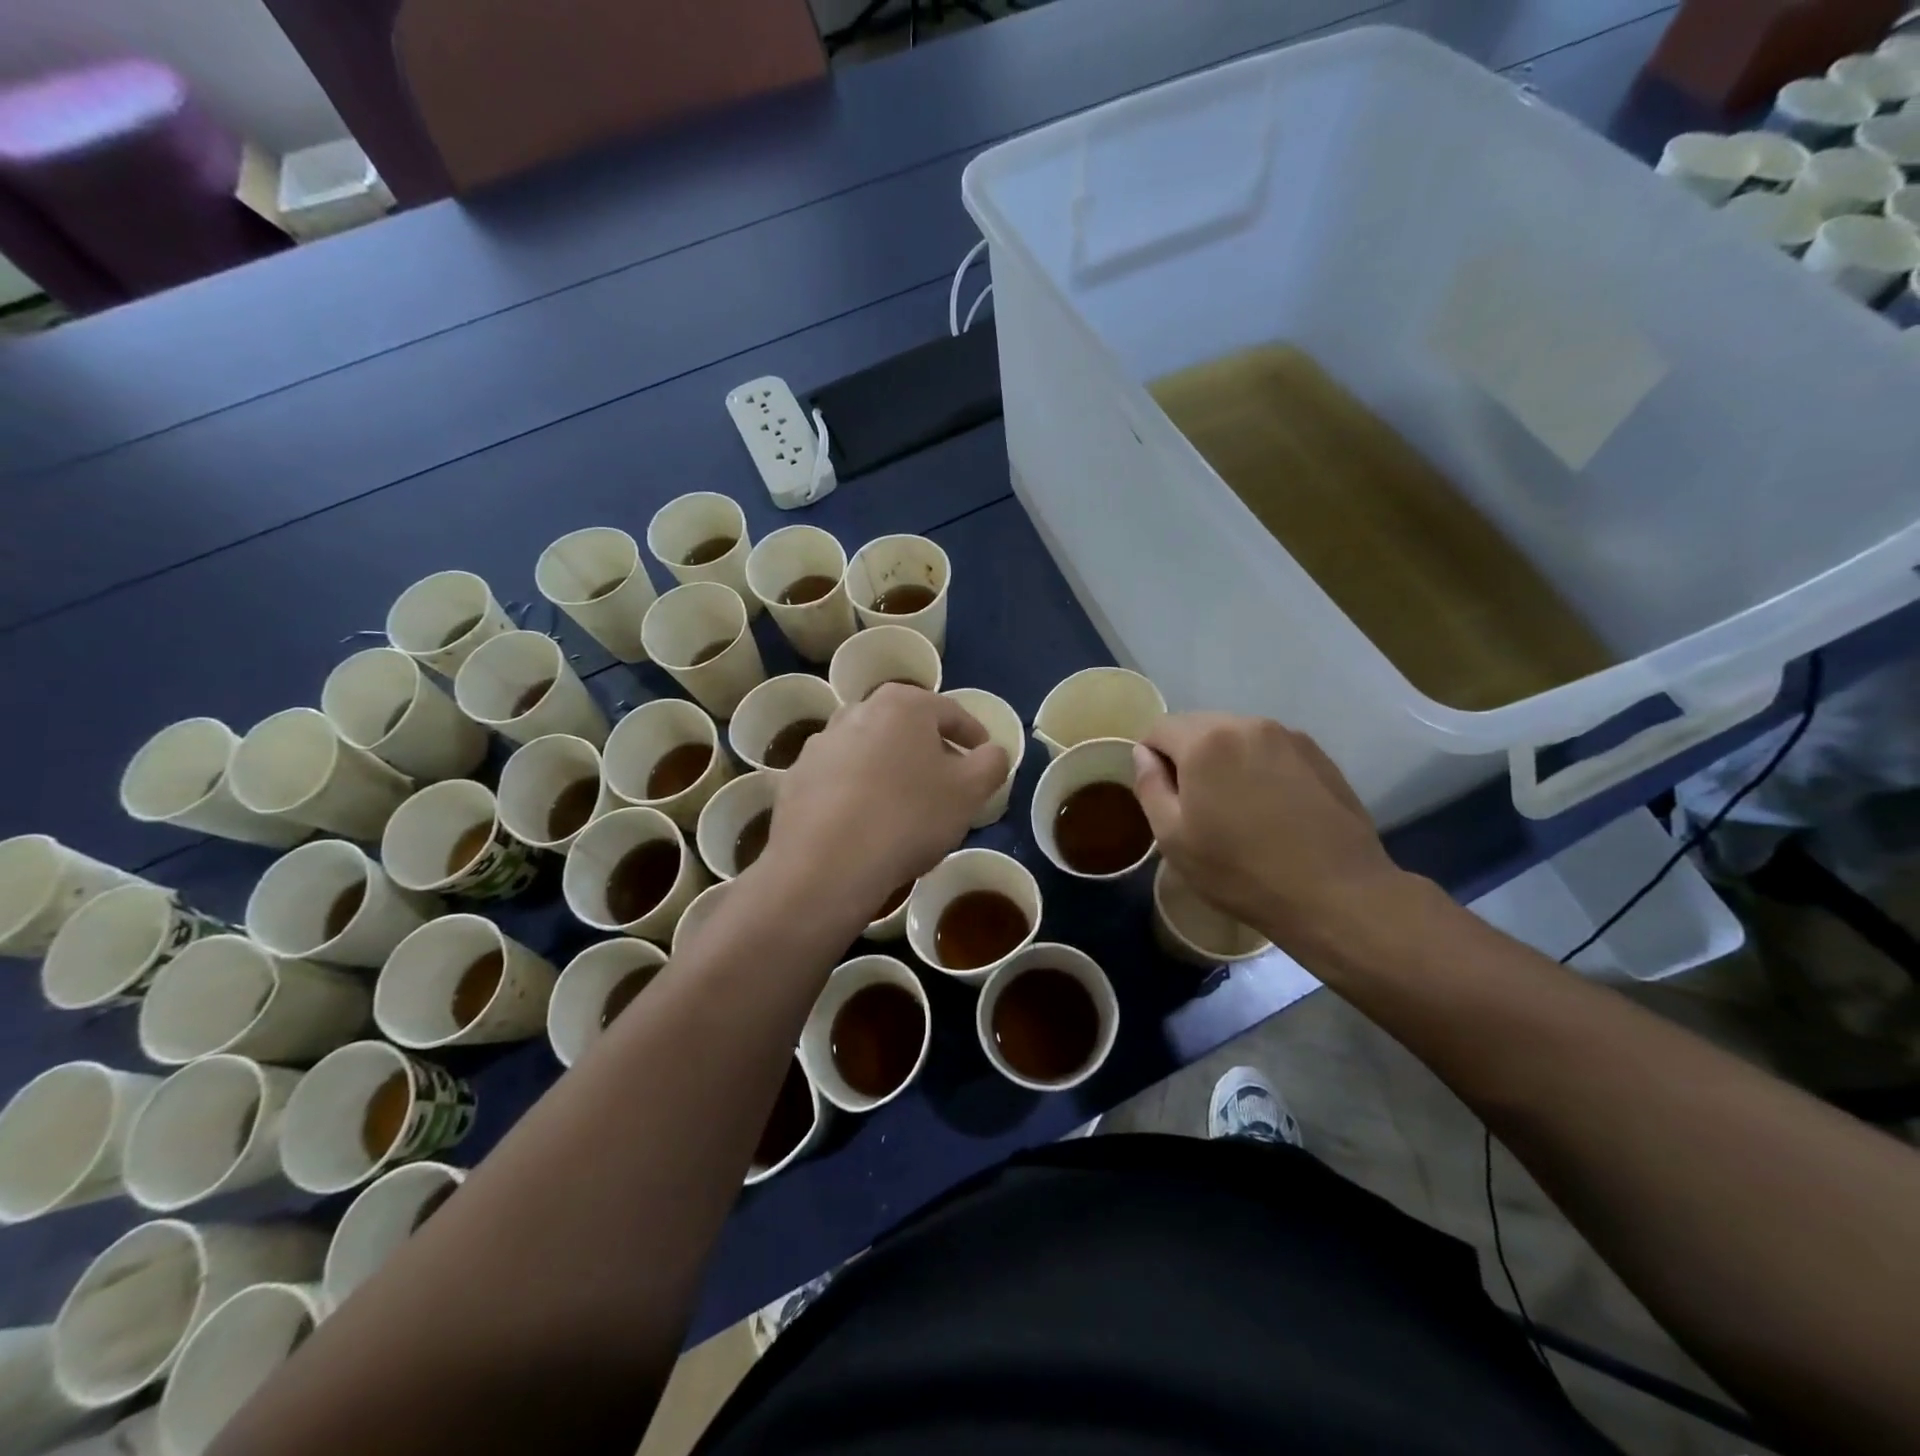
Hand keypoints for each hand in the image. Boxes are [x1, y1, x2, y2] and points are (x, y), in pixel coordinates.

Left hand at [762, 685, 1008, 919]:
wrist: (826, 864)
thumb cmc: (909, 817)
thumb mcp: (970, 792)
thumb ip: (991, 763)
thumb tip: (992, 752)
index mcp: (902, 704)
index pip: (951, 713)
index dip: (973, 736)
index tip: (984, 758)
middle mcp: (857, 710)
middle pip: (906, 728)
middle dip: (929, 751)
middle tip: (947, 783)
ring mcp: (821, 743)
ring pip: (870, 751)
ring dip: (891, 770)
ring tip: (905, 806)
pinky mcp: (797, 777)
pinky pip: (840, 779)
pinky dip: (857, 792)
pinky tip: (866, 823)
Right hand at [1132, 713, 1409, 951]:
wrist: (1337, 893)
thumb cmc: (1241, 870)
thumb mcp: (1173, 838)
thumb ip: (1149, 786)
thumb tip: (1144, 754)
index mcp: (1206, 741)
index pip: (1160, 728)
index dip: (1151, 758)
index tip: (1163, 796)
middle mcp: (1247, 724)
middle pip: (1199, 726)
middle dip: (1188, 756)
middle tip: (1197, 806)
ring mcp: (1289, 737)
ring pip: (1237, 736)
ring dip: (1225, 760)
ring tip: (1237, 808)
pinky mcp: (1319, 755)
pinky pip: (1270, 749)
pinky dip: (1259, 767)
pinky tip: (1271, 808)